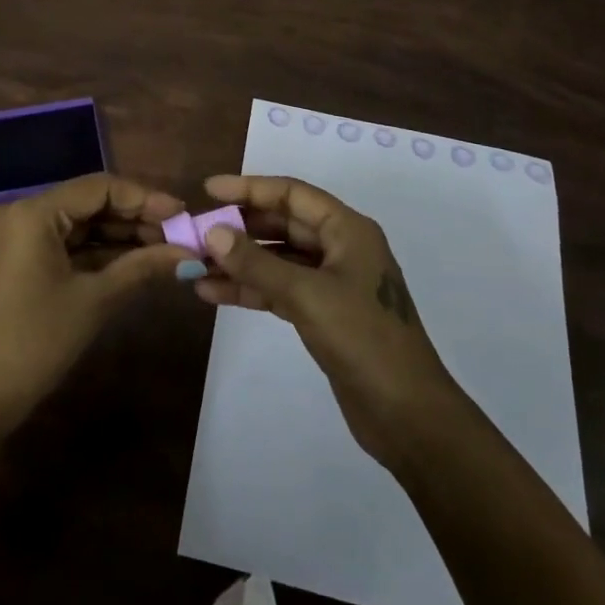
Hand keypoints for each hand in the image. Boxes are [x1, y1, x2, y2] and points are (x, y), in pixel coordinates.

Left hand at [0, 174, 200, 439]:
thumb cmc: (33, 344)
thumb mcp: (93, 302)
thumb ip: (142, 267)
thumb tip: (189, 254)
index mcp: (31, 213)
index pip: (99, 188)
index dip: (145, 199)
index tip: (182, 214)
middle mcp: (17, 212)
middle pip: (87, 202)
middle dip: (133, 218)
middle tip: (177, 235)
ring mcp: (11, 235)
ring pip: (75, 223)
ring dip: (117, 235)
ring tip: (162, 248)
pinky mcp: (11, 258)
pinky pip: (60, 242)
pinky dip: (93, 251)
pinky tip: (131, 259)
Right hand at [194, 174, 464, 465]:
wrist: (408, 416)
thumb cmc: (364, 340)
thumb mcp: (307, 295)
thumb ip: (258, 263)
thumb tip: (213, 232)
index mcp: (347, 229)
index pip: (292, 194)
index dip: (249, 188)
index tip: (209, 190)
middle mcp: (340, 247)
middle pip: (283, 223)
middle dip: (240, 227)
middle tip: (197, 230)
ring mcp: (332, 283)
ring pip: (277, 259)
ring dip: (240, 261)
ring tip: (195, 264)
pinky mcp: (323, 314)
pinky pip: (279, 290)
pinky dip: (250, 290)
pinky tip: (213, 293)